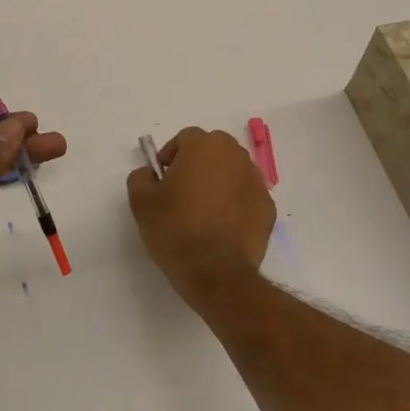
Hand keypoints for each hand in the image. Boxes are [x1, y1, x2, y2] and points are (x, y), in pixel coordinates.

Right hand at [126, 127, 275, 298]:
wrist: (215, 272)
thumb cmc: (175, 229)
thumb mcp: (141, 201)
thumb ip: (141, 177)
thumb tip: (150, 173)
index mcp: (204, 146)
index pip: (185, 138)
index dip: (171, 156)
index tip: (162, 180)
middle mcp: (235, 156)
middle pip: (213, 150)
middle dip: (197, 164)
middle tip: (182, 192)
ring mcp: (257, 182)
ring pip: (232, 172)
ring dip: (218, 183)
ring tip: (203, 212)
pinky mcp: (268, 208)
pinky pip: (246, 197)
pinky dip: (235, 204)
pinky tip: (222, 228)